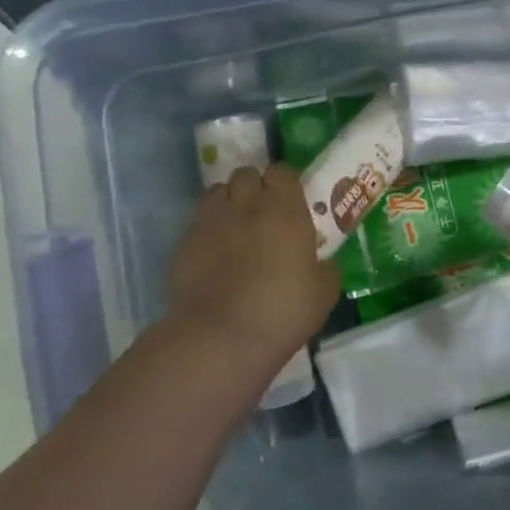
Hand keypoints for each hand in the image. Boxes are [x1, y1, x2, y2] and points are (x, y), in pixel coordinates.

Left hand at [166, 163, 338, 377]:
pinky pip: (199, 222)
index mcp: (284, 210)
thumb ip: (325, 267)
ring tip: (236, 227)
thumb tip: (321, 262)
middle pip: (246, 174)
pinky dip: (209, 229)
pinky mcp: (184, 243)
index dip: (286, 182)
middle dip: (255, 187)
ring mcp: (211, 222)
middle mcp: (246, 205)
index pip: (282, 171)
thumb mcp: (324, 292)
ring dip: (229, 202)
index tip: (291, 200)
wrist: (220, 338)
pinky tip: (215, 254)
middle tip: (264, 213)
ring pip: (218, 192)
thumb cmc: (281, 312)